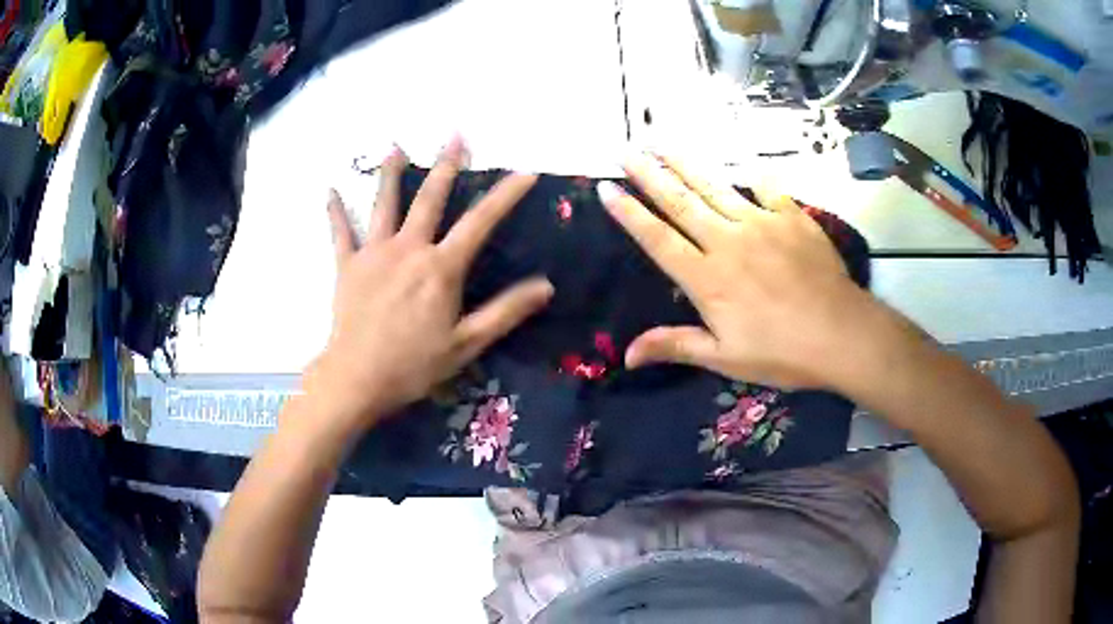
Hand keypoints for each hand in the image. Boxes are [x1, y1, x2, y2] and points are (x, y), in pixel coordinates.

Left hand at [306, 138, 552, 429]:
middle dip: (446, 166)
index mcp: (441, 268)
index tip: (525, 172)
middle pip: (430, 199)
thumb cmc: (414, 365)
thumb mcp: (467, 344)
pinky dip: (336, 211)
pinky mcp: (347, 266)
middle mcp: (408, 249)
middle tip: (455, 136)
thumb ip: (506, 311)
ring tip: (395, 146)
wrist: (357, 379)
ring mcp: (374, 253)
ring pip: (384, 205)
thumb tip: (545, 287)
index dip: (505, 195)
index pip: (480, 222)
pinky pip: (341, 233)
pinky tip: (330, 190)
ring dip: (391, 173)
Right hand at [597, 152, 879, 390]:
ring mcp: (761, 224)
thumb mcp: (724, 358)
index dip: (630, 214)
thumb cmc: (781, 352)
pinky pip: (767, 189)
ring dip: (686, 164)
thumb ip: (676, 346)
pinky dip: (752, 175)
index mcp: (707, 278)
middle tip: (627, 151)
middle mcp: (727, 241)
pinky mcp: (792, 218)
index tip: (607, 189)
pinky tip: (741, 162)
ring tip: (663, 142)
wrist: (841, 334)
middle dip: (650, 175)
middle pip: (681, 202)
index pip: (658, 239)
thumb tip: (626, 356)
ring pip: (716, 187)